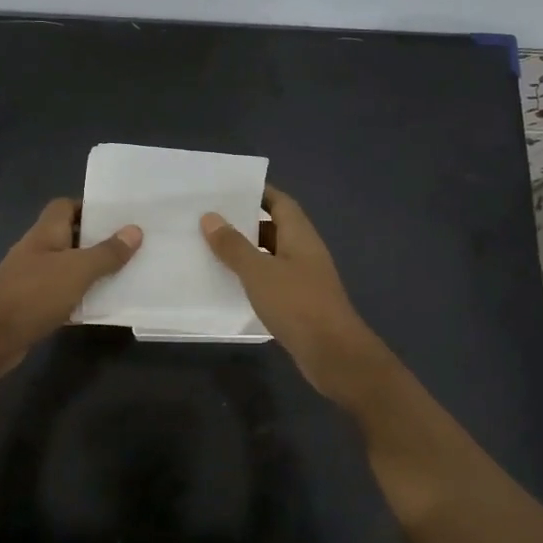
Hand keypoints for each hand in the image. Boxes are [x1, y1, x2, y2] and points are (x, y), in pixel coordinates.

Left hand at [0, 198, 140, 377]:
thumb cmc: (33, 294)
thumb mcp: (77, 270)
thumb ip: (107, 252)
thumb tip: (134, 230)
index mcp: (46, 233)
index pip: (65, 206)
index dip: (90, 207)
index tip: (119, 217)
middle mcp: (38, 251)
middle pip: (70, 237)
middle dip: (98, 241)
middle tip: (132, 246)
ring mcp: (33, 280)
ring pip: (69, 268)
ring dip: (92, 272)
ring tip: (127, 274)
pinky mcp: (33, 307)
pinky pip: (64, 296)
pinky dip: (81, 299)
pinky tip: (103, 307)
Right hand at [201, 186, 390, 404]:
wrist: (333, 353)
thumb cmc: (297, 304)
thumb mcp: (259, 272)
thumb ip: (234, 245)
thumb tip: (210, 217)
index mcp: (300, 235)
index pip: (280, 202)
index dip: (258, 192)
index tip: (228, 188)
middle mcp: (304, 251)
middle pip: (274, 228)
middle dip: (245, 222)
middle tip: (209, 218)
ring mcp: (303, 278)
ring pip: (271, 256)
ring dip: (246, 252)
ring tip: (210, 247)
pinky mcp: (299, 303)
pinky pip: (271, 280)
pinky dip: (252, 277)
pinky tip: (228, 283)